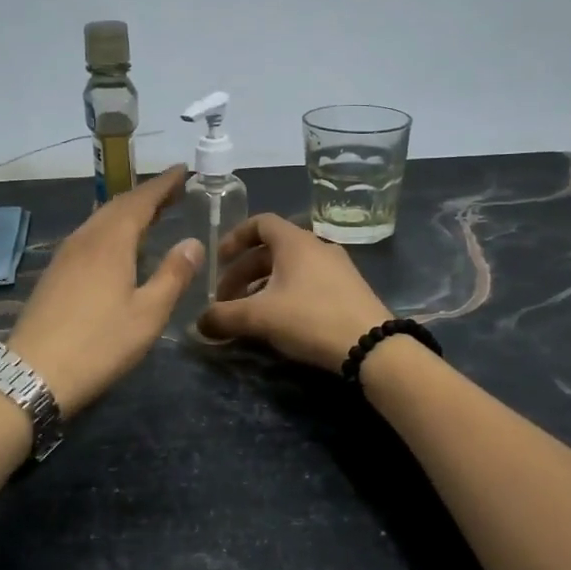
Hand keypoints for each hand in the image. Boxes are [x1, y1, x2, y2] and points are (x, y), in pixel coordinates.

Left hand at [7, 166, 203, 413]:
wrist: (34, 374)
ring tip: (151, 214)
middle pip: (118, 205)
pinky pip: (89, 235)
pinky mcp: (55, 273)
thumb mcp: (148, 314)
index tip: (183, 171)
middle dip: (147, 195)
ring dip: (127, 211)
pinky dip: (110, 228)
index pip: (141, 200)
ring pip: (100, 219)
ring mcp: (65, 256)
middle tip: (174, 191)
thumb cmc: (99, 344)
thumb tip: (193, 242)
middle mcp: (86, 239)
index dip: (163, 184)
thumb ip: (173, 275)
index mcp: (111, 242)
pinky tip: (117, 245)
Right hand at [198, 213, 394, 370]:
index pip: (260, 222)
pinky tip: (279, 323)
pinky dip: (286, 295)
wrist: (372, 346)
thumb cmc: (310, 318)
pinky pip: (308, 284)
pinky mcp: (349, 291)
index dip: (235, 237)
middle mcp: (317, 246)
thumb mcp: (259, 317)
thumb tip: (198, 324)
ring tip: (248, 314)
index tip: (218, 259)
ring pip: (290, 269)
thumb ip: (223, 317)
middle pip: (271, 250)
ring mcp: (337, 268)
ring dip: (263, 286)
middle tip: (226, 299)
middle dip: (243, 272)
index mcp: (295, 241)